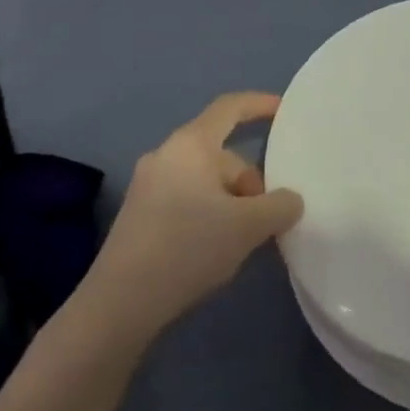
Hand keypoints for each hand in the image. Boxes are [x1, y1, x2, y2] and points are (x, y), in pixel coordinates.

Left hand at [88, 92, 304, 334]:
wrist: (118, 306)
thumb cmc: (187, 247)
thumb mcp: (247, 227)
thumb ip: (279, 206)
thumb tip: (290, 200)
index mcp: (191, 144)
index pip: (230, 107)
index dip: (259, 104)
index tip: (284, 111)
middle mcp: (166, 154)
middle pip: (220, 153)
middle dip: (248, 180)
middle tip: (267, 217)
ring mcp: (147, 185)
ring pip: (203, 181)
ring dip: (229, 202)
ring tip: (243, 239)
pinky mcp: (138, 217)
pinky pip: (185, 200)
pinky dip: (207, 215)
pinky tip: (214, 250)